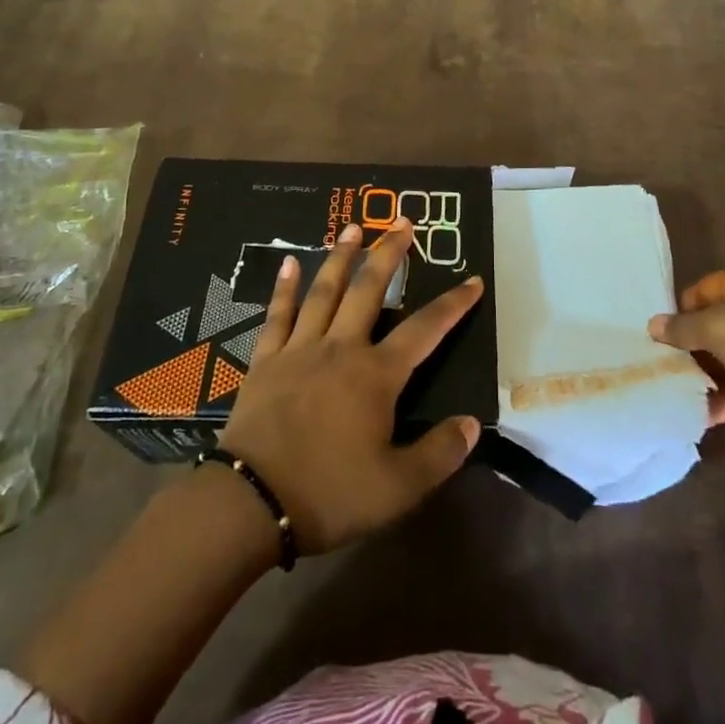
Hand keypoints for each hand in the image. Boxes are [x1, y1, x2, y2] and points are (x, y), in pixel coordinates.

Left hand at [219, 216, 483, 554]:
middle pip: (370, 289)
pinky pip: (278, 315)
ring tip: (354, 227)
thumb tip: (472, 423)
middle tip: (403, 222)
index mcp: (376, 375)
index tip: (473, 279)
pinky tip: (288, 263)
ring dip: (341, 256)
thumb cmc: (328, 493)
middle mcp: (341, 348)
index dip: (453, 305)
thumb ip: (438, 453)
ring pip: (324, 291)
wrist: (251, 502)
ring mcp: (300, 349)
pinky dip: (284, 288)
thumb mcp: (397, 488)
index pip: (425, 330)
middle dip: (390, 253)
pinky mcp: (266, 360)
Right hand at [649, 262, 724, 442]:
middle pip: (714, 326)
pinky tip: (699, 414)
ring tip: (672, 394)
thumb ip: (682, 327)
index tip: (657, 336)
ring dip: (704, 377)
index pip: (702, 291)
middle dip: (689, 348)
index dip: (679, 311)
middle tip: (659, 367)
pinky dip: (723, 400)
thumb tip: (652, 325)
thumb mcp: (716, 327)